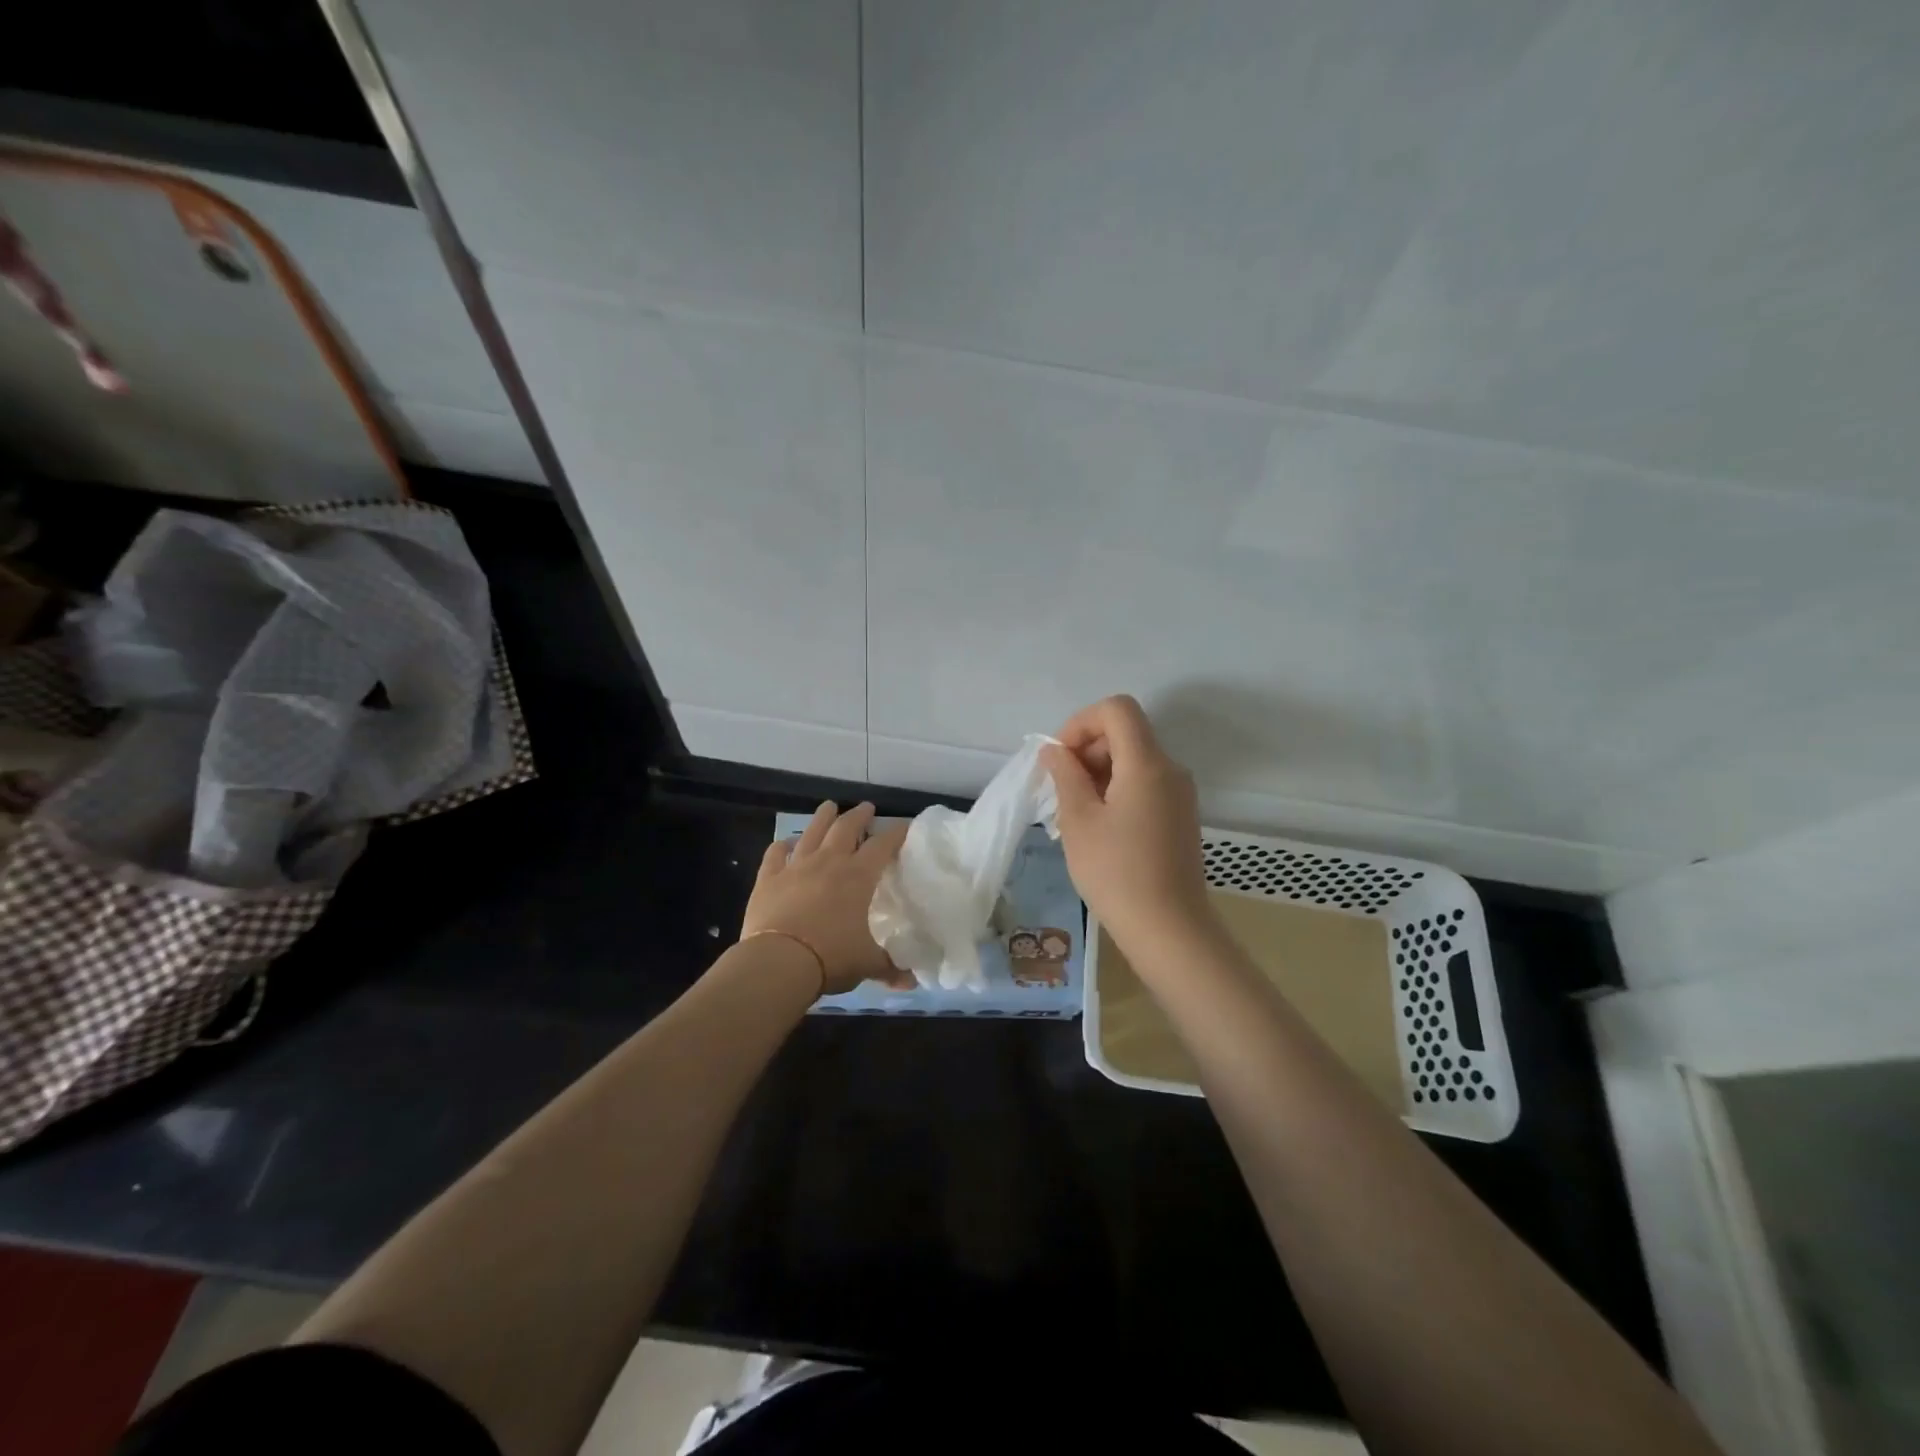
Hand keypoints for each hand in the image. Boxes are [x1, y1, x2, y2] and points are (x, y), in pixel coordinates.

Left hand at [742, 802, 908, 994]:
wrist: (778, 962)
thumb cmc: (831, 957)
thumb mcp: (867, 964)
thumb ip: (890, 967)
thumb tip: (911, 982)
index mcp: (858, 876)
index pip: (883, 845)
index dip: (896, 833)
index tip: (905, 826)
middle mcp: (829, 862)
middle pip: (846, 828)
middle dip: (859, 815)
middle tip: (866, 808)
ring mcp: (795, 867)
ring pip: (811, 832)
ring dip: (822, 817)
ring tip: (829, 807)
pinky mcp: (768, 879)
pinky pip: (775, 855)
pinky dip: (782, 846)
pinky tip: (785, 844)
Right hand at [1041, 696, 1211, 953]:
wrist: (1169, 929)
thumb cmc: (1116, 873)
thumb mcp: (1078, 821)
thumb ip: (1065, 775)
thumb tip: (1055, 750)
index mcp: (1147, 763)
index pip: (1117, 709)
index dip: (1081, 722)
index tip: (1060, 758)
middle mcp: (1170, 769)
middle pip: (1126, 733)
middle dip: (1088, 749)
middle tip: (1061, 789)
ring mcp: (1180, 794)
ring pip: (1135, 760)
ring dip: (1100, 772)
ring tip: (1075, 813)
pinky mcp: (1181, 817)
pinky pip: (1146, 784)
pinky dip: (1118, 790)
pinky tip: (1100, 828)